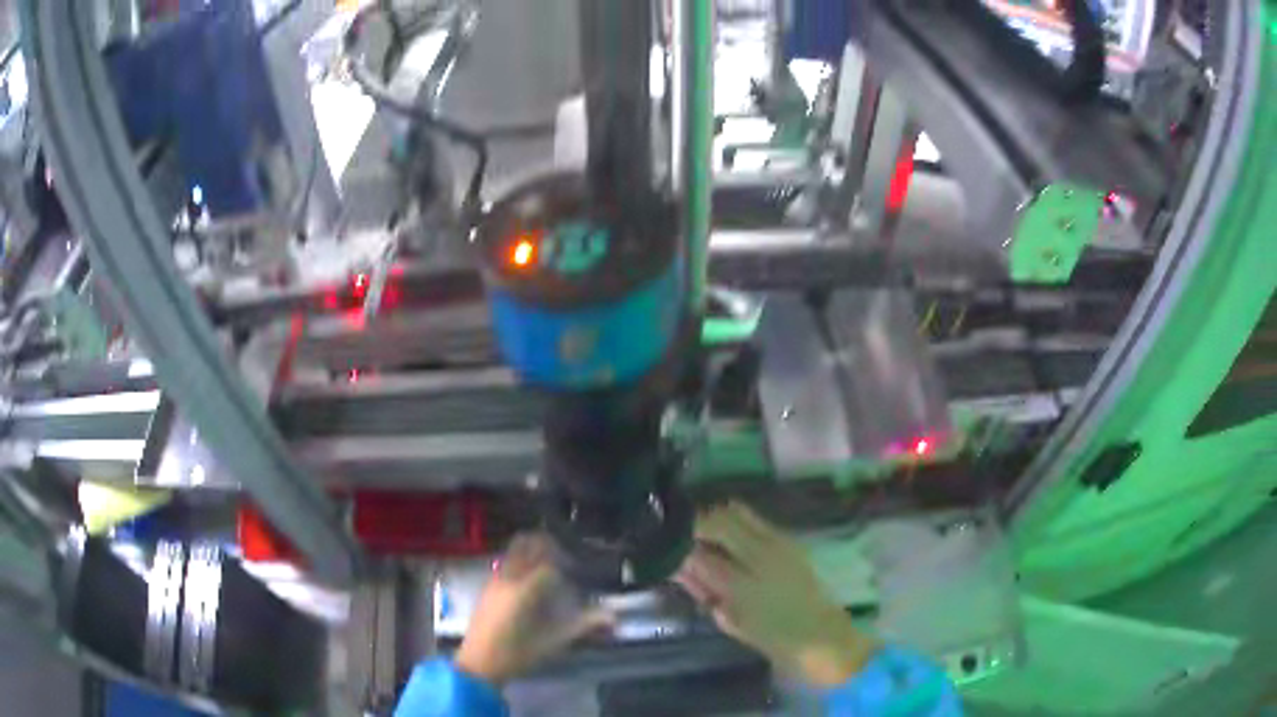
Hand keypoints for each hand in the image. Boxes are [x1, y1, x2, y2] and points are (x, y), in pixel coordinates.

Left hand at [455, 534, 611, 685]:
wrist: (478, 664)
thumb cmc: (517, 654)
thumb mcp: (552, 643)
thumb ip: (583, 626)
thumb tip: (612, 618)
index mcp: (524, 589)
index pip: (549, 563)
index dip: (566, 564)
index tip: (578, 572)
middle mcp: (508, 577)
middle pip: (526, 543)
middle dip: (547, 545)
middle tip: (564, 558)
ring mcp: (494, 580)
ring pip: (513, 550)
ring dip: (532, 550)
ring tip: (549, 565)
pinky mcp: (487, 587)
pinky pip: (506, 561)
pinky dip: (520, 560)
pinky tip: (530, 580)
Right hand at [675, 502, 879, 686]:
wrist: (822, 634)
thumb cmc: (773, 637)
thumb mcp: (730, 620)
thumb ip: (703, 590)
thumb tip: (679, 566)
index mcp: (744, 586)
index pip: (700, 555)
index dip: (678, 549)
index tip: (664, 548)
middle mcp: (762, 556)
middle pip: (719, 520)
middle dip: (694, 523)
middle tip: (679, 535)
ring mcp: (779, 542)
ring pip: (736, 511)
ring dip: (714, 518)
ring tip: (701, 533)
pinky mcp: (789, 538)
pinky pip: (754, 519)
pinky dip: (733, 521)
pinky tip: (726, 537)